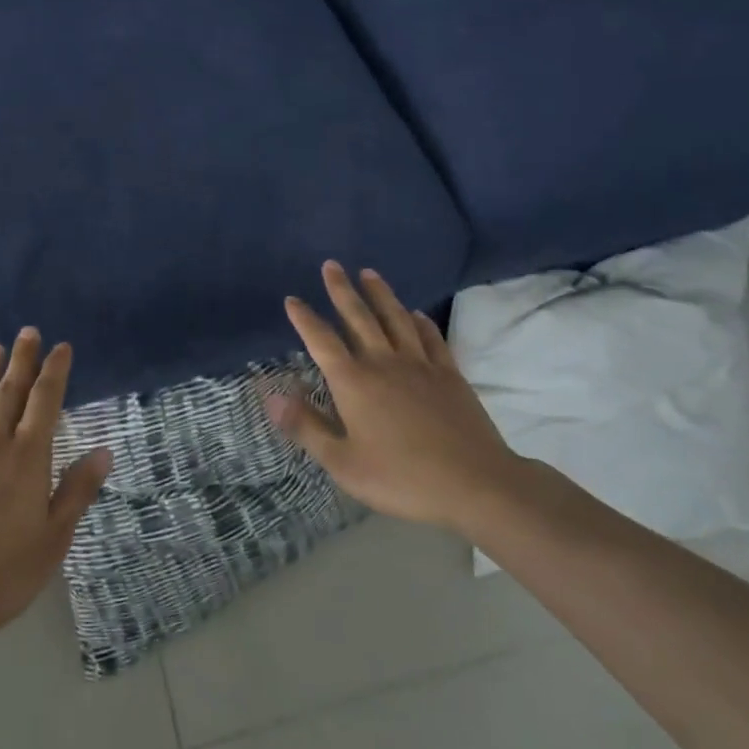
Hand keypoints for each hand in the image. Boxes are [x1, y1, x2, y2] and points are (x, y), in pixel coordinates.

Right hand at [267, 261, 524, 532]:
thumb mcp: (344, 463)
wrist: (476, 484)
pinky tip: (416, 314)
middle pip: (359, 317)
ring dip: (380, 294)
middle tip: (331, 265)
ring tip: (369, 273)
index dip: (305, 319)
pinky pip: (431, 338)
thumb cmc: (402, 478)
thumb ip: (307, 428)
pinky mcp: (449, 375)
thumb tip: (272, 397)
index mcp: (354, 382)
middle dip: (342, 290)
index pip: (322, 341)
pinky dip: (421, 322)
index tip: (292, 298)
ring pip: (396, 319)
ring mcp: (420, 365)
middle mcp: (384, 363)